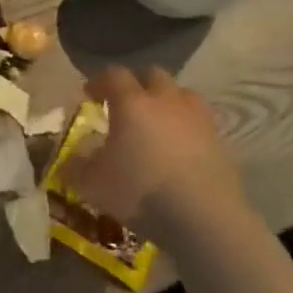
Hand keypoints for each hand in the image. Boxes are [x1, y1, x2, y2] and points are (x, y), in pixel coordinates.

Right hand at [71, 67, 243, 243]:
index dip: (99, 81)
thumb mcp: (92, 183)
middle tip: (125, 104)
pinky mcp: (220, 141)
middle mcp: (166, 101)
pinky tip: (179, 148)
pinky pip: (199, 122)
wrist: (203, 217)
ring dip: (167, 101)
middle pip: (153, 75)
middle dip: (137, 84)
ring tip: (157, 121)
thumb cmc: (140, 191)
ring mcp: (197, 119)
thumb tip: (72, 159)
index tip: (89, 95)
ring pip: (182, 94)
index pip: (114, 75)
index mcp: (132, 103)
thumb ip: (78, 166)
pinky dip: (187, 127)